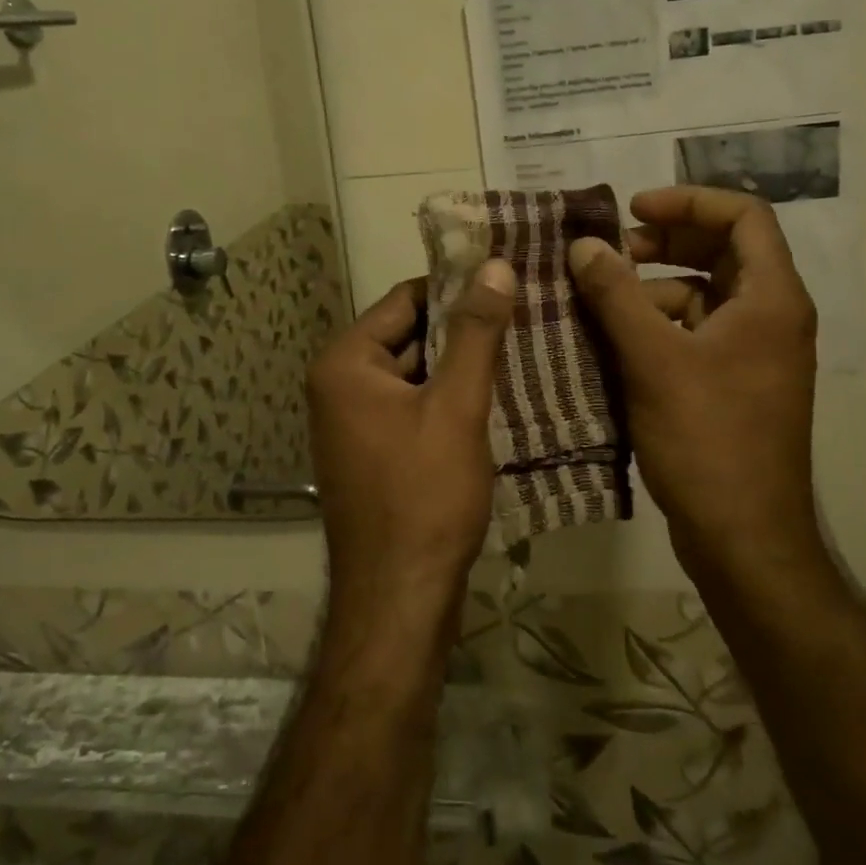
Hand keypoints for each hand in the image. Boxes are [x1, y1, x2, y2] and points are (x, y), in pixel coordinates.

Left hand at [307, 261, 516, 633]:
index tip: (508, 282)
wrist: (399, 598)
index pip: (405, 299)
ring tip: (523, 349)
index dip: (456, 287)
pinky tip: (497, 396)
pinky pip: (414, 406)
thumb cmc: (425, 495)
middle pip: (409, 335)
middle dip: (464, 329)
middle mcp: (339, 385)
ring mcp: (354, 422)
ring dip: (461, 365)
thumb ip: (476, 333)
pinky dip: (449, 399)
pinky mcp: (374, 451)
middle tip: (525, 315)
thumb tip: (495, 266)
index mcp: (346, 363)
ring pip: (416, 373)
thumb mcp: (457, 406)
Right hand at [567, 187, 825, 582]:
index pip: (743, 215)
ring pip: (702, 294)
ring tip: (598, 300)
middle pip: (722, 250)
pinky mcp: (733, 383)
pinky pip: (694, 332)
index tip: (632, 209)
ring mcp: (753, 352)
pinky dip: (656, 325)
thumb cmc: (707, 439)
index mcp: (771, 298)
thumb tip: (583, 245)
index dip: (688, 200)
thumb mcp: (654, 359)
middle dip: (664, 242)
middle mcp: (770, 316)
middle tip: (609, 253)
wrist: (743, 537)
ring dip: (652, 287)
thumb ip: (616, 295)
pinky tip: (612, 340)